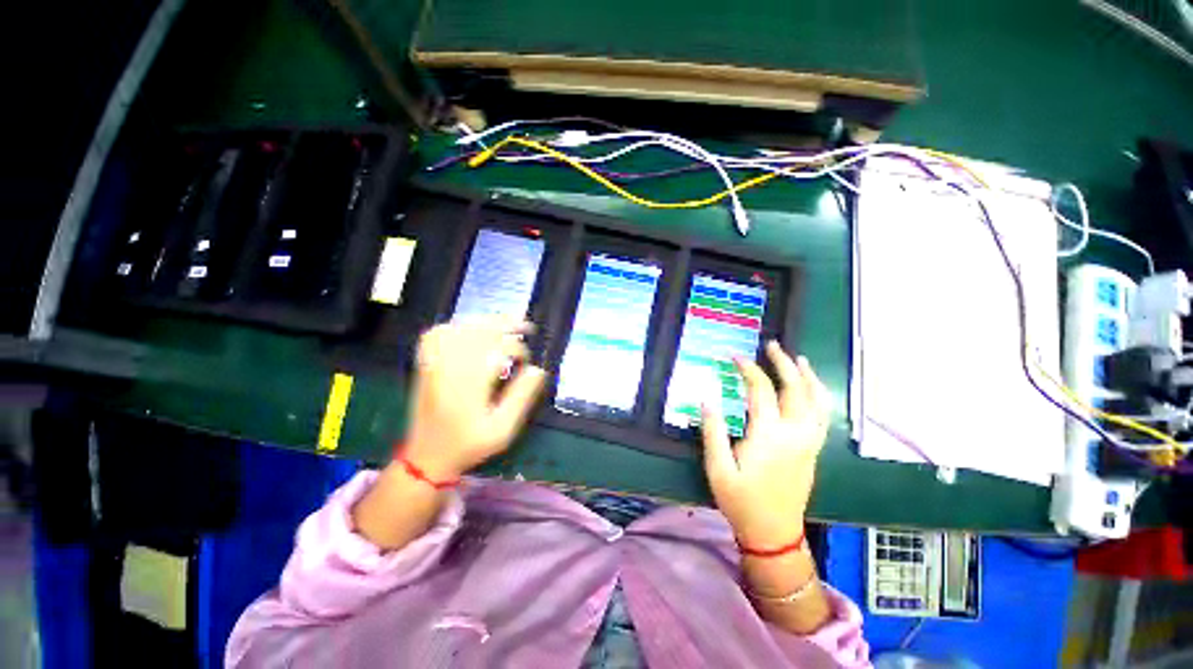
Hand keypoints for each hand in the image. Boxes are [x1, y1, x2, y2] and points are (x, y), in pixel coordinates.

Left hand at [402, 316, 546, 479]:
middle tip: (527, 326)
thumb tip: (537, 369)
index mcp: (468, 386)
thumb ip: (521, 398)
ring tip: (507, 322)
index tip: (527, 362)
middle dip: (506, 324)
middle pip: (478, 333)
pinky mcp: (425, 364)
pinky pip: (438, 334)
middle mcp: (448, 369)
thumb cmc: (469, 445)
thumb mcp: (503, 430)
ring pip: (460, 329)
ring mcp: (433, 364)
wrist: (426, 456)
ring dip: (486, 322)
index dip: (517, 350)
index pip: (496, 351)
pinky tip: (472, 328)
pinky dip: (457, 325)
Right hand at [701, 341, 828, 548]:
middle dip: (783, 363)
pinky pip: (822, 416)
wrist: (774, 534)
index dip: (748, 369)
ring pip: (817, 402)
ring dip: (808, 377)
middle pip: (795, 389)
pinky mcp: (813, 451)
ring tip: (799, 360)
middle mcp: (794, 434)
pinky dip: (819, 396)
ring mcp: (808, 443)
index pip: (761, 391)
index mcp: (768, 436)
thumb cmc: (741, 501)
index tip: (734, 356)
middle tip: (772, 345)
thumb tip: (707, 399)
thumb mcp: (717, 468)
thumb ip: (712, 432)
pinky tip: (811, 390)